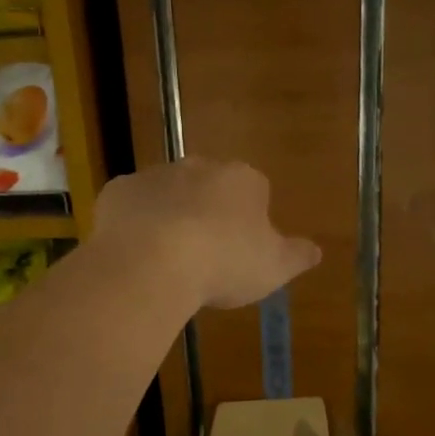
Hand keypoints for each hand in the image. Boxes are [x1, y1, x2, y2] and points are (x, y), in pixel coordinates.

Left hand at [96, 158, 321, 309]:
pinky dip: (133, 224)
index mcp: (242, 180)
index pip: (255, 190)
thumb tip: (316, 250)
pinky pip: (131, 206)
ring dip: (169, 216)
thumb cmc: (223, 263)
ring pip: (167, 193)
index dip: (249, 219)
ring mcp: (155, 175)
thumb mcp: (273, 268)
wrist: (151, 261)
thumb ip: (296, 256)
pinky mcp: (118, 191)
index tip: (242, 249)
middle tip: (204, 253)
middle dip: (207, 211)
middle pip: (208, 186)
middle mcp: (199, 167)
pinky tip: (135, 254)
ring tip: (166, 259)